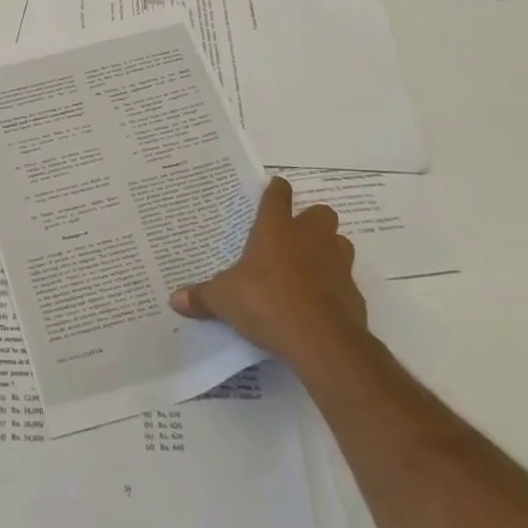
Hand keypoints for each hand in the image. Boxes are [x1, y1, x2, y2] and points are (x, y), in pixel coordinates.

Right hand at [170, 175, 367, 368]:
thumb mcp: (223, 300)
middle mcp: (310, 238)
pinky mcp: (353, 292)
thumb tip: (174, 299)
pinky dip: (332, 286)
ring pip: (338, 243)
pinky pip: (344, 280)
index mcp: (276, 229)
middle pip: (319, 213)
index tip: (275, 187)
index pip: (278, 196)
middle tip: (292, 235)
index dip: (276, 190)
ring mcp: (337, 264)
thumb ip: (201, 296)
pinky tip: (316, 302)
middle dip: (309, 220)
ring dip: (326, 249)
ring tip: (306, 267)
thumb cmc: (266, 303)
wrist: (322, 341)